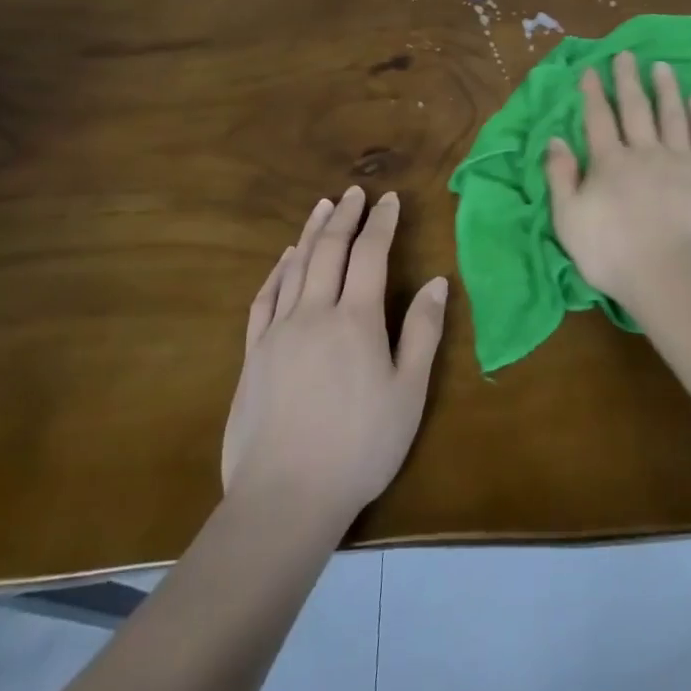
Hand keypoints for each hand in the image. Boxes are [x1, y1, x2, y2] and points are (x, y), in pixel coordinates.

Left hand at [220, 187, 447, 525]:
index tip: (390, 199)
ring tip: (323, 207)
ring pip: (296, 266)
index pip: (370, 254)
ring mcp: (278, 332)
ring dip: (312, 233)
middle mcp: (314, 312)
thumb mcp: (408, 392)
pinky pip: (265, 298)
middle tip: (354, 192)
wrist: (284, 498)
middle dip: (345, 216)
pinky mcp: (254, 354)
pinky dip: (278, 270)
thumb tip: (436, 281)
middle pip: (329, 250)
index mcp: (356, 319)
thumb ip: (423, 332)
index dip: (381, 222)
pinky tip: (285, 259)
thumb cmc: (360, 446)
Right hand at [544, 52, 690, 319]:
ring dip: (666, 89)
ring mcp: (680, 161)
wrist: (673, 276)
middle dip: (628, 80)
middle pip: (635, 108)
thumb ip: (560, 177)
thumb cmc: (613, 254)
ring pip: (671, 115)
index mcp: (609, 162)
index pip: (598, 119)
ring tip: (662, 67)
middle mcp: (644, 152)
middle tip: (626, 54)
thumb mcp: (569, 219)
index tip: (591, 70)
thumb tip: (555, 140)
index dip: (593, 93)